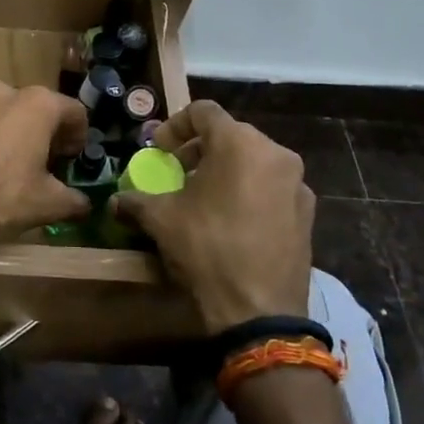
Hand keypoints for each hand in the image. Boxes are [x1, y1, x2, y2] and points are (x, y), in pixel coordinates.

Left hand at [0, 82, 90, 245]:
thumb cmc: (1, 196)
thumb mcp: (49, 203)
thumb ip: (75, 200)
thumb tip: (84, 204)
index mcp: (37, 104)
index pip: (74, 112)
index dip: (79, 137)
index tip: (72, 160)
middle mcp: (4, 92)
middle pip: (37, 109)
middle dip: (44, 133)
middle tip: (44, 163)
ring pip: (3, 113)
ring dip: (12, 133)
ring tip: (10, 165)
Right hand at [113, 101, 314, 329]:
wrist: (260, 311)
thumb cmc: (207, 249)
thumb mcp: (161, 220)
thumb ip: (136, 201)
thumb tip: (115, 202)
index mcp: (239, 143)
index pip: (203, 112)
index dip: (174, 126)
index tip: (158, 150)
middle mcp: (275, 153)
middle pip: (230, 135)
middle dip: (199, 149)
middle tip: (177, 173)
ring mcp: (298, 184)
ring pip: (254, 161)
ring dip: (225, 170)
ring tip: (203, 198)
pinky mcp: (308, 213)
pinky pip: (272, 188)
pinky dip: (249, 192)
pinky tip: (231, 222)